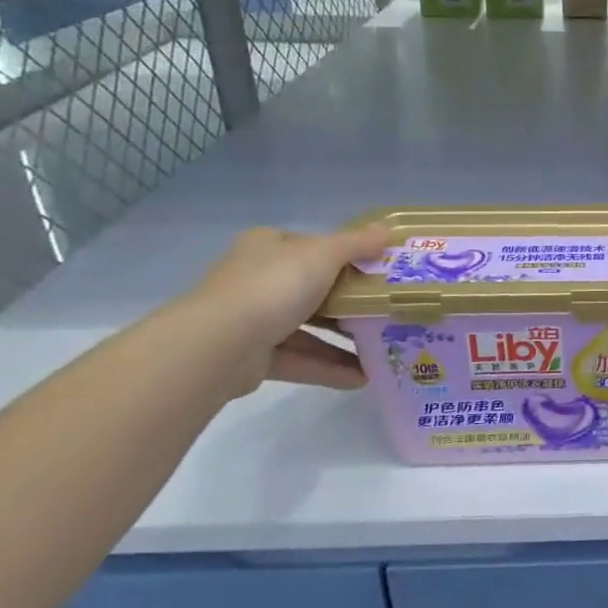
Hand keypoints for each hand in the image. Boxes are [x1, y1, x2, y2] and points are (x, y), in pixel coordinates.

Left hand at [186, 223, 395, 394]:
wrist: (218, 346)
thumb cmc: (274, 286)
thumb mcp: (324, 254)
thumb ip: (358, 243)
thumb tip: (389, 229)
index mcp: (268, 247)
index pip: (311, 245)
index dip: (345, 254)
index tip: (377, 268)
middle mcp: (258, 279)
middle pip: (313, 287)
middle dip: (350, 301)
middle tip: (386, 309)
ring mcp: (253, 319)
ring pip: (308, 326)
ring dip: (344, 339)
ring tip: (383, 348)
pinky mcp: (254, 357)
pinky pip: (300, 359)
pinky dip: (329, 367)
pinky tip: (362, 378)